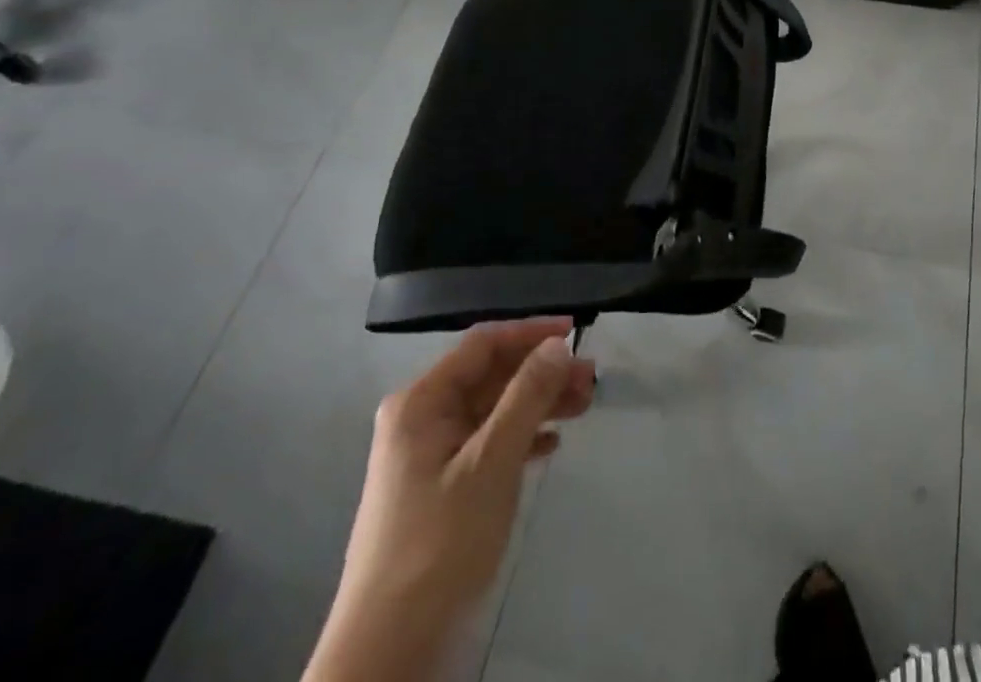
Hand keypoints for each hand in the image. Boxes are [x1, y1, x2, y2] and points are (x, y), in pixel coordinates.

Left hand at [304, 318, 597, 681]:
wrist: (389, 651)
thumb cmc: (440, 542)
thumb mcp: (492, 461)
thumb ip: (527, 396)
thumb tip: (557, 345)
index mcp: (421, 402)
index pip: (483, 344)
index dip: (530, 332)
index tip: (576, 331)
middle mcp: (422, 418)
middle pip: (491, 376)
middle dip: (541, 372)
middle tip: (590, 378)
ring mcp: (429, 455)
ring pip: (494, 410)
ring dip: (538, 403)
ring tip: (584, 405)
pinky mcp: (440, 487)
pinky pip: (488, 443)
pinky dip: (522, 437)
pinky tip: (551, 445)